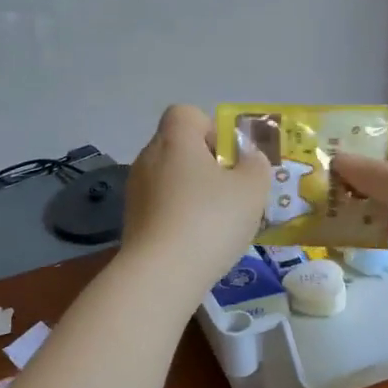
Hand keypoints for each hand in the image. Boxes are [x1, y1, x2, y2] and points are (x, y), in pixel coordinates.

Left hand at [120, 105, 271, 294]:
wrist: (162, 274)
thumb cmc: (211, 220)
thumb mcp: (252, 189)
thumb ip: (256, 166)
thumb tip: (249, 158)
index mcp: (175, 140)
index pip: (185, 113)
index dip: (210, 128)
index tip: (228, 157)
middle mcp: (148, 158)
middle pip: (178, 147)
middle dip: (204, 164)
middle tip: (230, 192)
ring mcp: (135, 191)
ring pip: (169, 179)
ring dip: (191, 193)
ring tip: (216, 222)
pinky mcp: (131, 222)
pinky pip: (160, 206)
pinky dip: (177, 216)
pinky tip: (196, 242)